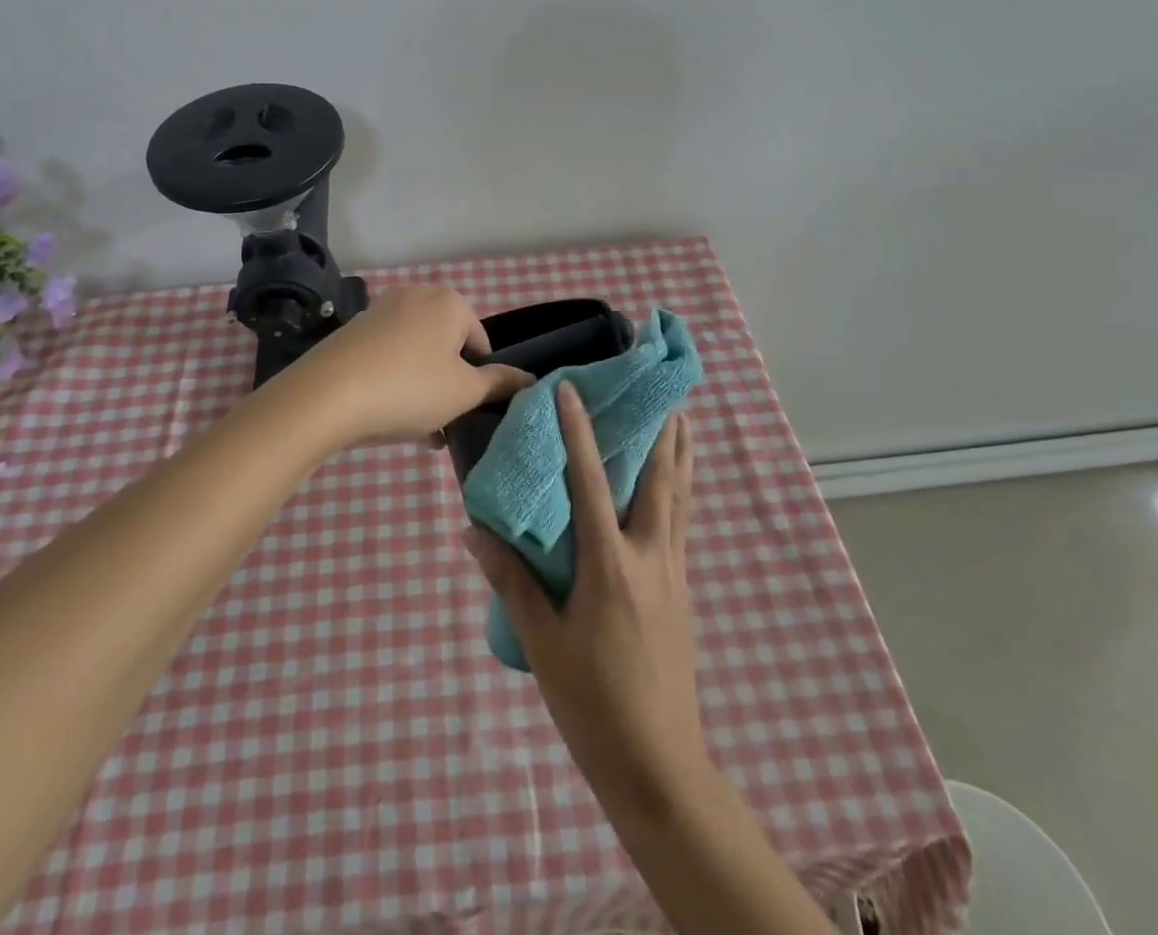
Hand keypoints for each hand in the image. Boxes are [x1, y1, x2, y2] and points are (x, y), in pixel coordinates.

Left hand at [284, 284, 532, 447]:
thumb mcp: (464, 392)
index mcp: (450, 302)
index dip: (480, 379)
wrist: (326, 396)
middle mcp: (416, 296)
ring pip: (417, 355)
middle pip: (447, 347)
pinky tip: (390, 419)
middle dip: (450, 385)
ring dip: (424, 390)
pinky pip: (388, 358)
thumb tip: (530, 378)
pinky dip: (395, 383)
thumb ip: (500, 383)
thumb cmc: (409, 388)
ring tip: (420, 431)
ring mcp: (380, 311)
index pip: (481, 342)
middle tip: (445, 422)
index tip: (468, 410)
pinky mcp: (353, 332)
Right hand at [464, 382, 706, 812]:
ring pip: (681, 499)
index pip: (591, 482)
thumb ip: (511, 580)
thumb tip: (473, 531)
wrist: (659, 766)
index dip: (579, 432)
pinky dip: (683, 492)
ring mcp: (673, 574)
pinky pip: (683, 525)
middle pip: (660, 480)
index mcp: (610, 565)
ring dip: (681, 456)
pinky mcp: (684, 592)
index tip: (572, 390)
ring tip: (683, 420)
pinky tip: (680, 487)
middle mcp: (649, 557)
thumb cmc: (593, 704)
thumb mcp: (543, 643)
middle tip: (661, 391)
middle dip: (660, 431)